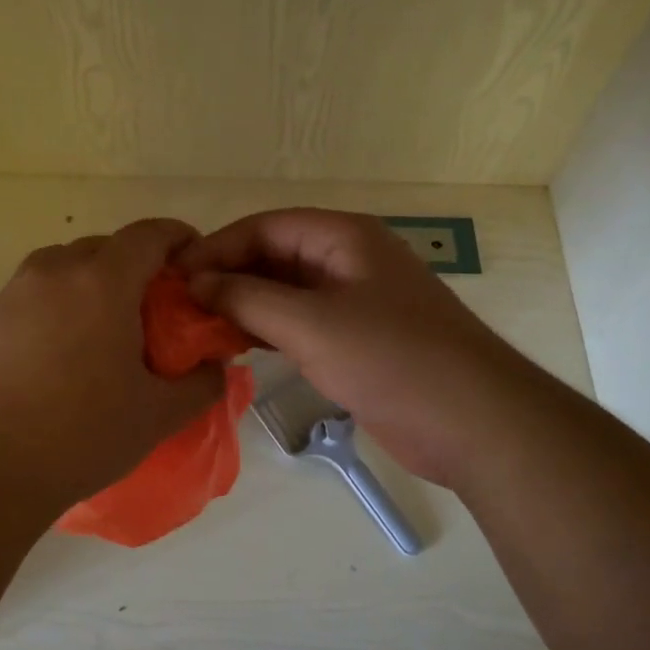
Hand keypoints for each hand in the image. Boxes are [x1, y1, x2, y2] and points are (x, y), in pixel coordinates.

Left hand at [0, 219, 225, 516]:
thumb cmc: (77, 436)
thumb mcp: (155, 416)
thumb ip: (200, 384)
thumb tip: (214, 367)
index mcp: (101, 280)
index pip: (151, 233)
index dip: (180, 241)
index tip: (195, 268)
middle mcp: (53, 271)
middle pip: (107, 248)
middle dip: (138, 270)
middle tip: (155, 317)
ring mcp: (11, 293)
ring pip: (67, 271)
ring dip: (95, 289)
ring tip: (106, 341)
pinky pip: (35, 298)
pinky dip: (59, 311)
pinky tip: (59, 363)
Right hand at [178, 209, 498, 486]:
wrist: (473, 422)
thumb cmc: (392, 359)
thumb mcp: (311, 324)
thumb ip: (247, 298)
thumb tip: (196, 282)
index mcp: (344, 238)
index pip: (266, 226)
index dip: (218, 246)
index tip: (176, 275)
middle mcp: (348, 261)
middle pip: (274, 256)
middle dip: (228, 276)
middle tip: (180, 304)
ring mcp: (354, 302)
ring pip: (285, 292)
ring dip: (244, 305)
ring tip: (198, 326)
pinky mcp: (356, 340)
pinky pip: (300, 323)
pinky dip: (267, 330)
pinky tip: (235, 345)